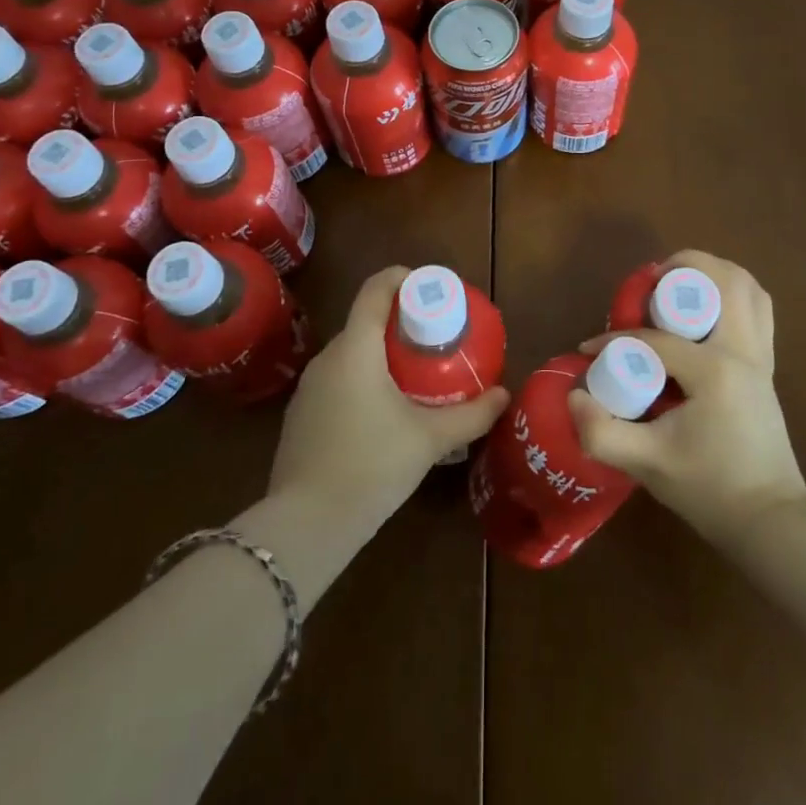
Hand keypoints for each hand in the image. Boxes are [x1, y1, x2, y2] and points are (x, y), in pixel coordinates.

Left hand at [269, 266, 509, 530]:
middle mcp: (327, 358)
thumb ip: (471, 415)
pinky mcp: (301, 415)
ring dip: (382, 354)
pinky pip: (338, 380)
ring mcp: (308, 388)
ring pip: (351, 353)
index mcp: (356, 348)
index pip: (375, 289)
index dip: (403, 278)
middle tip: (435, 340)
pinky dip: (363, 380)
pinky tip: (383, 413)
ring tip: (415, 376)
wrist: (306, 525)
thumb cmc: (372, 466)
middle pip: (365, 321)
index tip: (430, 289)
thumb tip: (504, 395)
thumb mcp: (430, 439)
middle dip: (400, 323)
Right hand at [568, 251, 805, 545]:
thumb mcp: (648, 464)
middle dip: (682, 268)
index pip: (656, 338)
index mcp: (715, 370)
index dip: (615, 340)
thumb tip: (573, 395)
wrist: (769, 521)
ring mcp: (761, 355)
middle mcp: (743, 350)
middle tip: (648, 286)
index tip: (589, 350)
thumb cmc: (709, 490)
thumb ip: (602, 432)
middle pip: (719, 280)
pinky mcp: (767, 365)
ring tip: (677, 287)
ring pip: (746, 287)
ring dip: (713, 274)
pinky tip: (706, 310)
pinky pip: (757, 308)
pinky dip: (734, 294)